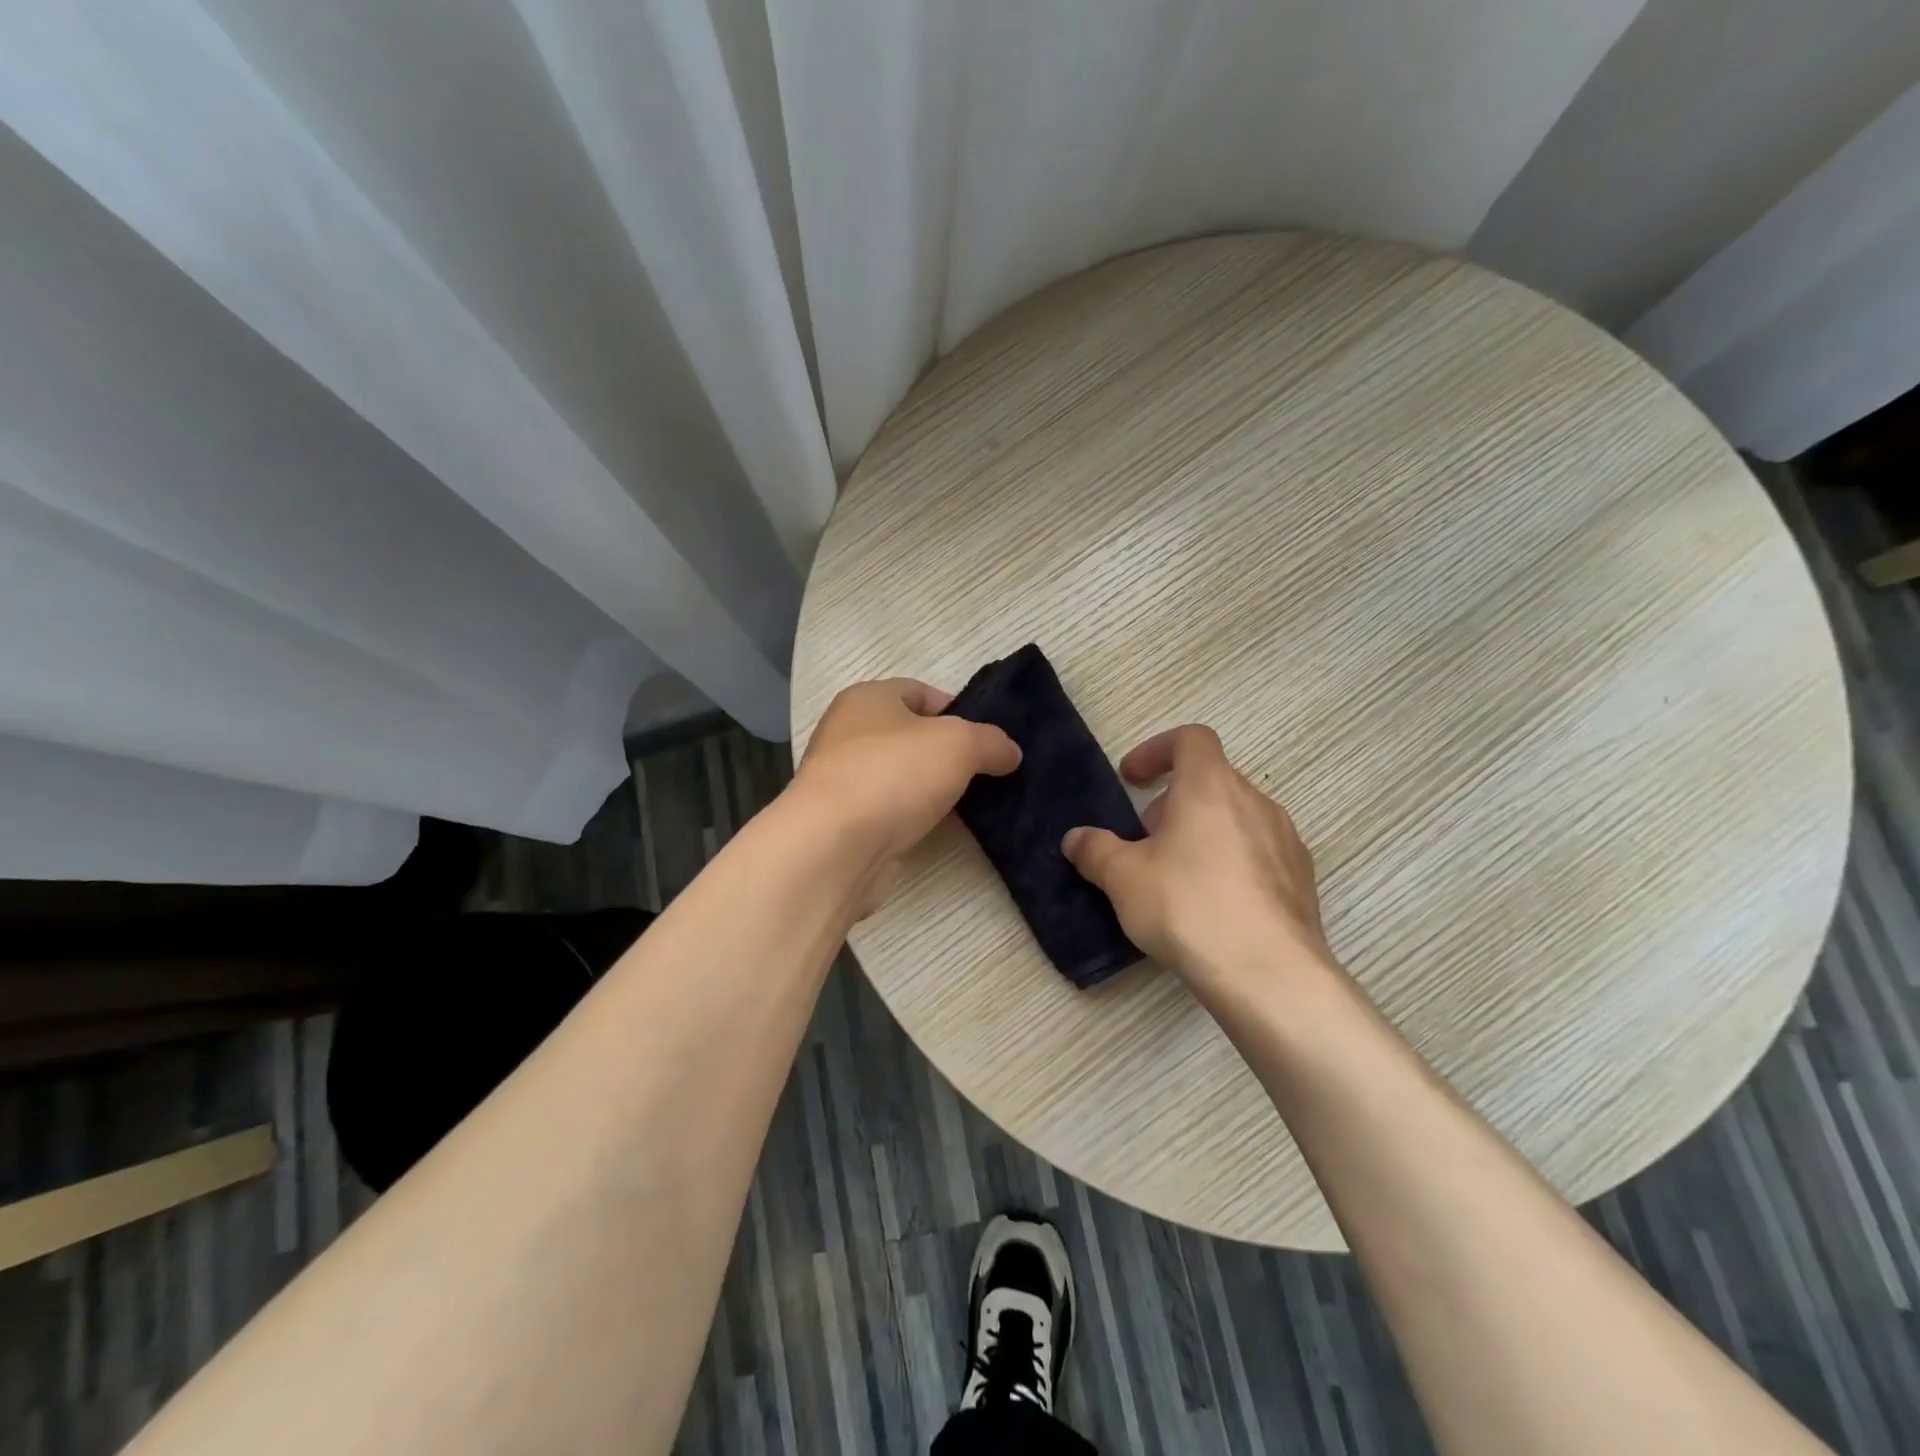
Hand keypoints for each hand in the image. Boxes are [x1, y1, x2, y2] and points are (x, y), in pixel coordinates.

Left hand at [794, 678, 1020, 912]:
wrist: (835, 846)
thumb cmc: (894, 773)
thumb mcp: (959, 744)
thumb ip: (991, 741)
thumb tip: (1010, 752)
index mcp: (867, 699)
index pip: (918, 691)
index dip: (956, 709)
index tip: (985, 738)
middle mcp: (848, 734)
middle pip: (910, 736)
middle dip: (948, 754)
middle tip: (985, 772)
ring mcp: (843, 780)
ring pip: (901, 777)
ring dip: (933, 789)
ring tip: (973, 804)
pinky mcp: (845, 823)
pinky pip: (891, 812)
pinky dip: (916, 818)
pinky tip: (943, 830)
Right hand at [1062, 725, 1332, 990]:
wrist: (1269, 973)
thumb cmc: (1187, 906)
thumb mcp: (1123, 877)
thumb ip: (1095, 850)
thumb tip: (1075, 838)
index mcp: (1211, 786)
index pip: (1191, 738)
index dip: (1157, 750)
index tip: (1132, 779)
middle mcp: (1255, 802)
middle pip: (1213, 780)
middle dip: (1175, 800)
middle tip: (1147, 837)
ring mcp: (1285, 840)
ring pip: (1237, 817)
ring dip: (1204, 831)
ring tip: (1178, 874)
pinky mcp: (1301, 879)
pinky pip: (1260, 853)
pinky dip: (1232, 861)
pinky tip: (1214, 904)